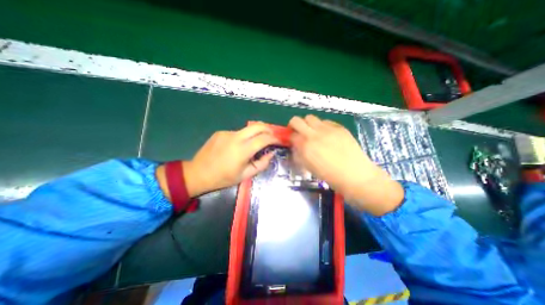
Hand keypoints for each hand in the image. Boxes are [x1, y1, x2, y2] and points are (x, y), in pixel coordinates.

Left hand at [183, 124, 277, 197]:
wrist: (197, 173)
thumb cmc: (223, 178)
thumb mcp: (245, 175)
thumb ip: (261, 164)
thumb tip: (271, 153)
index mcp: (242, 150)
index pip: (264, 139)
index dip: (274, 139)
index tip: (279, 141)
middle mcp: (235, 137)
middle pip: (257, 126)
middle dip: (268, 129)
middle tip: (272, 137)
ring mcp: (227, 133)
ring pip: (248, 129)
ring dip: (256, 134)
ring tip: (256, 143)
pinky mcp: (221, 132)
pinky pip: (237, 132)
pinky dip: (244, 137)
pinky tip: (238, 147)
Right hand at [289, 114, 403, 215]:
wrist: (355, 175)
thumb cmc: (330, 176)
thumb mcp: (309, 167)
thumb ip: (300, 154)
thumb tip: (296, 145)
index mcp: (305, 147)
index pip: (291, 135)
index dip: (290, 137)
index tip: (293, 140)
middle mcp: (314, 135)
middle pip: (296, 120)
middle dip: (294, 125)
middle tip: (298, 132)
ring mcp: (327, 129)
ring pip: (310, 117)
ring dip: (308, 124)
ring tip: (313, 132)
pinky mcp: (339, 127)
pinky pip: (325, 121)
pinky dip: (322, 126)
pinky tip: (327, 135)